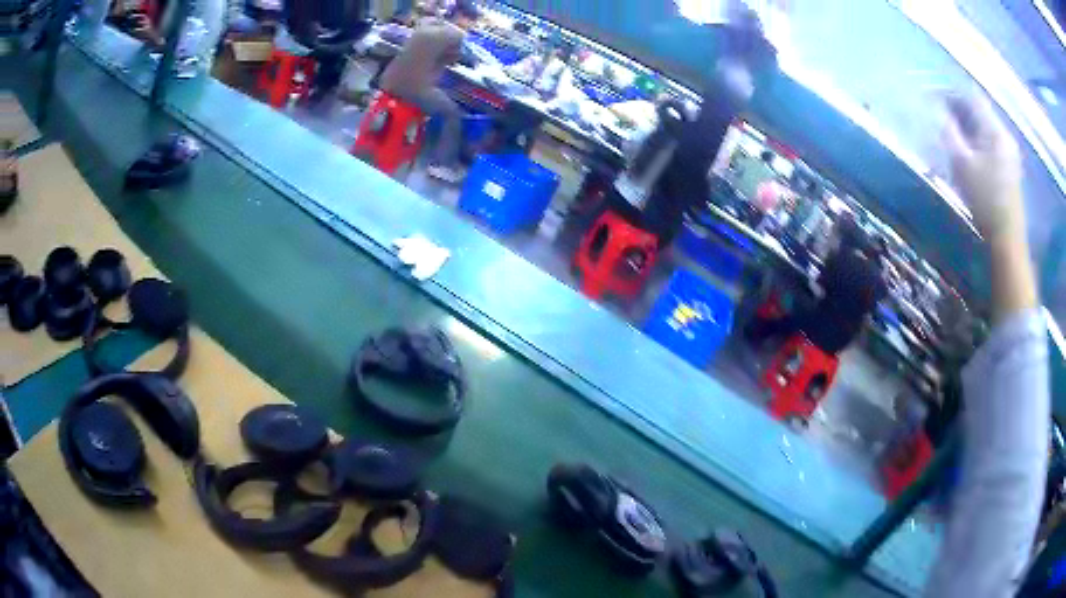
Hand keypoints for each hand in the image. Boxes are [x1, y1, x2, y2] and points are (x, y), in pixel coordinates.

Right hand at [942, 94, 1023, 240]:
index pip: (971, 97)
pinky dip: (977, 139)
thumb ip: (949, 131)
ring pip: (985, 127)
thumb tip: (936, 108)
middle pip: (979, 111)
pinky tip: (969, 150)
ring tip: (952, 133)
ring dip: (968, 125)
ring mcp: (1010, 152)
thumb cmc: (985, 201)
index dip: (951, 93)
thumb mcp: (962, 163)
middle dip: (959, 109)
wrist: (1008, 241)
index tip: (934, 98)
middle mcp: (1005, 136)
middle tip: (941, 116)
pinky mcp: (1010, 167)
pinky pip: (991, 141)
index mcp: (995, 130)